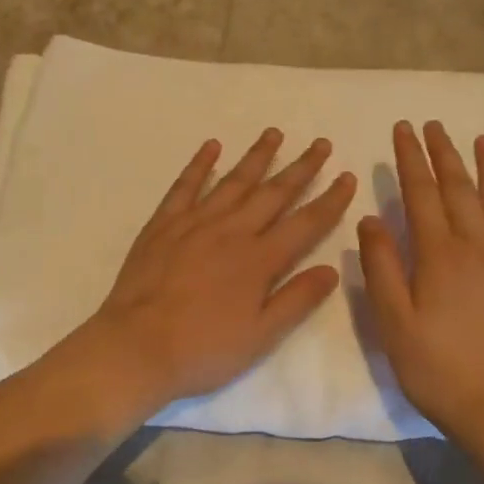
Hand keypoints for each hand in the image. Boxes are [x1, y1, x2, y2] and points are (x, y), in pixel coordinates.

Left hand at [63, 128, 356, 428]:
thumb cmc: (203, 349)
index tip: (347, 177)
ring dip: (257, 156)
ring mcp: (194, 223)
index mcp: (259, 260)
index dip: (330, 200)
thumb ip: (297, 299)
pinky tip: (212, 146)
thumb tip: (332, 268)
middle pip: (273, 193)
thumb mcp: (260, 336)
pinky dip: (199, 164)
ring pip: (233, 181)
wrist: (136, 347)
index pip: (305, 223)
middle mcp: (231, 231)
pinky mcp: (163, 224)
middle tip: (321, 143)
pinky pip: (185, 186)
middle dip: (301, 167)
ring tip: (274, 133)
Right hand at [357, 121, 483, 439]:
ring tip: (482, 139)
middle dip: (444, 154)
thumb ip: (381, 266)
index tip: (404, 129)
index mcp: (438, 253)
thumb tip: (371, 217)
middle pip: (459, 188)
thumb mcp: (393, 320)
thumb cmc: (437, 365)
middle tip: (434, 125)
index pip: (420, 193)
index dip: (411, 159)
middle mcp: (477, 245)